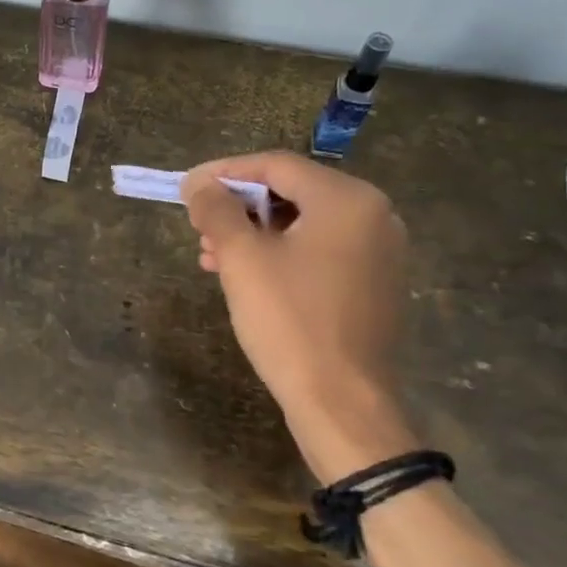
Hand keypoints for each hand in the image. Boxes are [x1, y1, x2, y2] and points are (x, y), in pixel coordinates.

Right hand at [183, 153, 418, 482]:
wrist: (341, 402)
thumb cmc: (289, 321)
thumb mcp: (241, 259)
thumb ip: (216, 210)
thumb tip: (198, 183)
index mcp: (347, 199)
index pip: (276, 165)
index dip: (225, 172)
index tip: (187, 187)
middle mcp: (374, 216)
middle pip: (292, 193)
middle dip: (238, 207)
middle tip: (199, 226)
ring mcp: (379, 252)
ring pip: (303, 225)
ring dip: (254, 234)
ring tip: (212, 256)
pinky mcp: (374, 284)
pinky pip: (320, 252)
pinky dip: (280, 255)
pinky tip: (245, 276)